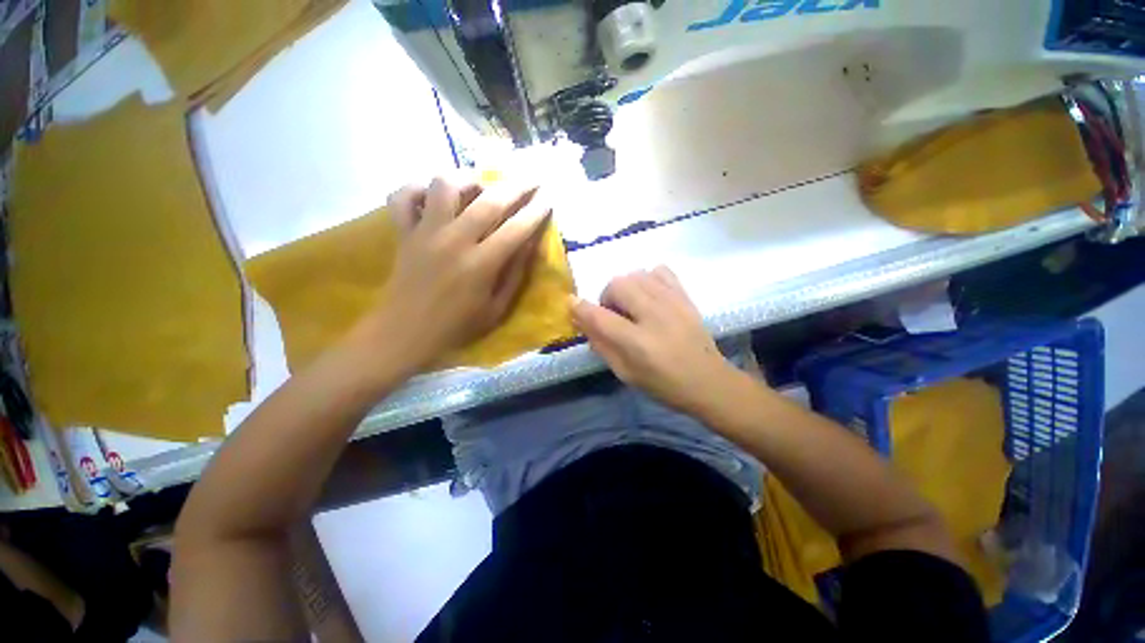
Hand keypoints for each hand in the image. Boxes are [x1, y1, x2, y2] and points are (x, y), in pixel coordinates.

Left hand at [361, 175, 550, 370]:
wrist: (404, 334)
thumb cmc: (456, 327)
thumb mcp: (496, 310)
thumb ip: (515, 276)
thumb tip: (530, 245)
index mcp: (481, 265)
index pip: (516, 229)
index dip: (536, 211)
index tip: (548, 198)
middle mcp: (454, 241)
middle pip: (489, 200)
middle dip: (516, 185)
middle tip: (531, 178)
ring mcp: (425, 232)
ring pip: (444, 185)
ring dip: (467, 178)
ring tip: (480, 185)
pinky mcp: (403, 232)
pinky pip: (403, 196)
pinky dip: (418, 188)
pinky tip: (433, 195)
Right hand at [570, 266, 739, 415]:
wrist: (708, 381)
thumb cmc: (663, 384)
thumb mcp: (625, 373)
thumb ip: (601, 346)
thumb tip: (583, 321)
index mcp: (637, 342)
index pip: (599, 316)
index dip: (580, 308)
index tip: (571, 303)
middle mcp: (654, 316)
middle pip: (617, 285)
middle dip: (606, 298)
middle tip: (613, 315)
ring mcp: (672, 302)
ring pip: (635, 274)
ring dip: (625, 288)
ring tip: (631, 306)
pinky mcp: (685, 296)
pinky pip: (659, 270)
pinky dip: (647, 278)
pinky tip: (649, 295)